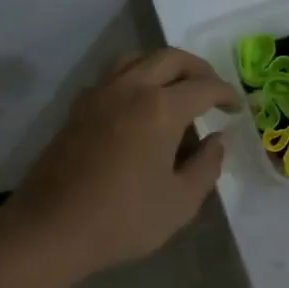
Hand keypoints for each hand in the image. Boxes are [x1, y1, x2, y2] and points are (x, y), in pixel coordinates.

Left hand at [10, 48, 238, 277]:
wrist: (51, 229)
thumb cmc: (123, 219)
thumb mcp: (180, 202)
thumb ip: (206, 166)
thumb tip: (217, 141)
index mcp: (160, 108)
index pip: (203, 87)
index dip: (226, 94)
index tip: (237, 108)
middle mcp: (129, 88)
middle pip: (170, 59)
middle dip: (198, 70)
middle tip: (213, 91)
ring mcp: (99, 95)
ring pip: (137, 59)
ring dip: (164, 67)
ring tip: (177, 92)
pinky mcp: (78, 108)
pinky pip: (114, 76)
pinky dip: (136, 79)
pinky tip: (140, 108)